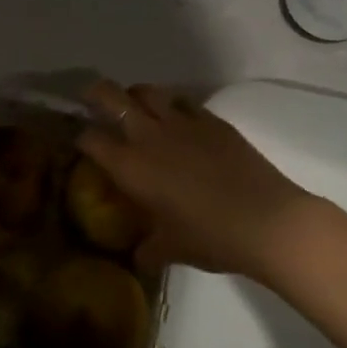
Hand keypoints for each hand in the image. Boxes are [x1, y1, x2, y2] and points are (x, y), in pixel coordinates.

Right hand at [76, 81, 346, 284]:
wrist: (266, 221)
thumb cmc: (210, 238)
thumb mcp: (172, 249)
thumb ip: (148, 249)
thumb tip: (138, 256)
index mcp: (131, 166)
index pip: (91, 138)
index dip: (80, 137)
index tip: (80, 142)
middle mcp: (150, 136)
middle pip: (111, 97)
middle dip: (95, 94)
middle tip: (92, 101)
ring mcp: (183, 122)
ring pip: (148, 91)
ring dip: (135, 95)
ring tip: (136, 108)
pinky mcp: (213, 120)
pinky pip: (183, 102)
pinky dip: (172, 106)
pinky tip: (177, 122)